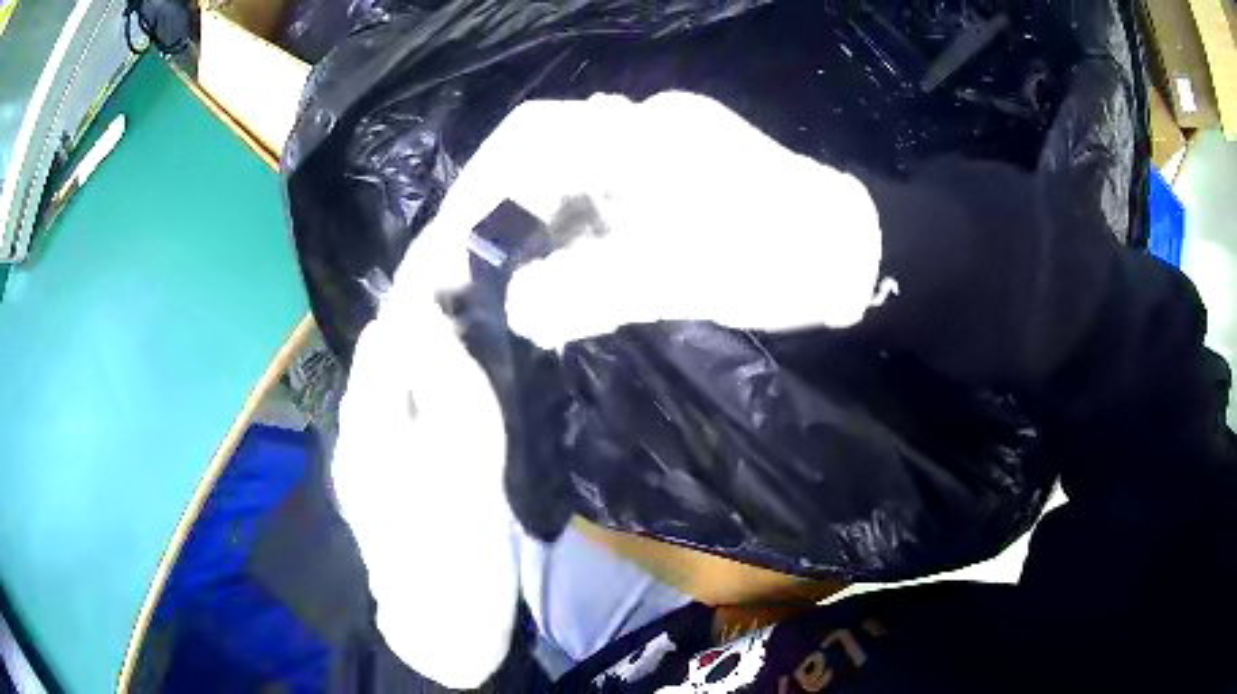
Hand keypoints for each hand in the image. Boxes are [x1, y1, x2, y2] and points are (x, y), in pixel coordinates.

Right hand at [399, 91, 888, 350]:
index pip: (530, 140)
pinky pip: (598, 206)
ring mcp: (654, 157)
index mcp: (640, 133)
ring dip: (530, 232)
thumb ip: (596, 287)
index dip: (480, 189)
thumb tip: (517, 309)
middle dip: (496, 215)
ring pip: (567, 184)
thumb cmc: (782, 254)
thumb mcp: (688, 273)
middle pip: (540, 160)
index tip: (449, 244)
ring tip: (502, 285)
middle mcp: (639, 130)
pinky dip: (569, 242)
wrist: (852, 253)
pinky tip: (557, 280)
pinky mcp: (667, 186)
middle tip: (467, 273)